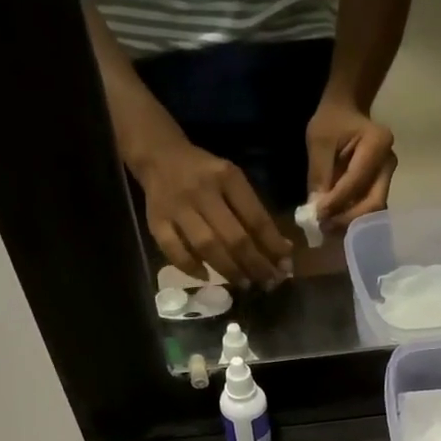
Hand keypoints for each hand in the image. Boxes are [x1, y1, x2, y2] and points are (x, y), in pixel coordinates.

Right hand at [133, 138, 294, 284]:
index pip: (256, 218)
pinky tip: (206, 278)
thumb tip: (282, 251)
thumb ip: (254, 213)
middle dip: (254, 265)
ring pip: (206, 246)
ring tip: (244, 284)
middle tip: (267, 283)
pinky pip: (173, 250)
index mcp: (227, 177)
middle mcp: (202, 191)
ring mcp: (177, 207)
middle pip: (233, 237)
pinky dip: (191, 267)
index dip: (273, 247)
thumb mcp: (233, 182)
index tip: (285, 267)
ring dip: (228, 270)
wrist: (160, 156)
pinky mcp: (155, 221)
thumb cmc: (205, 174)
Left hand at [306, 96, 395, 228]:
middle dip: (347, 219)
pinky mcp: (381, 187)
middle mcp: (389, 163)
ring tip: (326, 228)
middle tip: (323, 228)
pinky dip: (351, 219)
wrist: (347, 112)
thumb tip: (316, 210)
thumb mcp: (319, 140)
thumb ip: (319, 174)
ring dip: (350, 223)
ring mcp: (388, 177)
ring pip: (373, 211)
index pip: (357, 181)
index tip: (316, 216)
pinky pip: (368, 209)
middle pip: (374, 202)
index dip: (337, 202)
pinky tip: (334, 222)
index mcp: (377, 143)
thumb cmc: (332, 121)